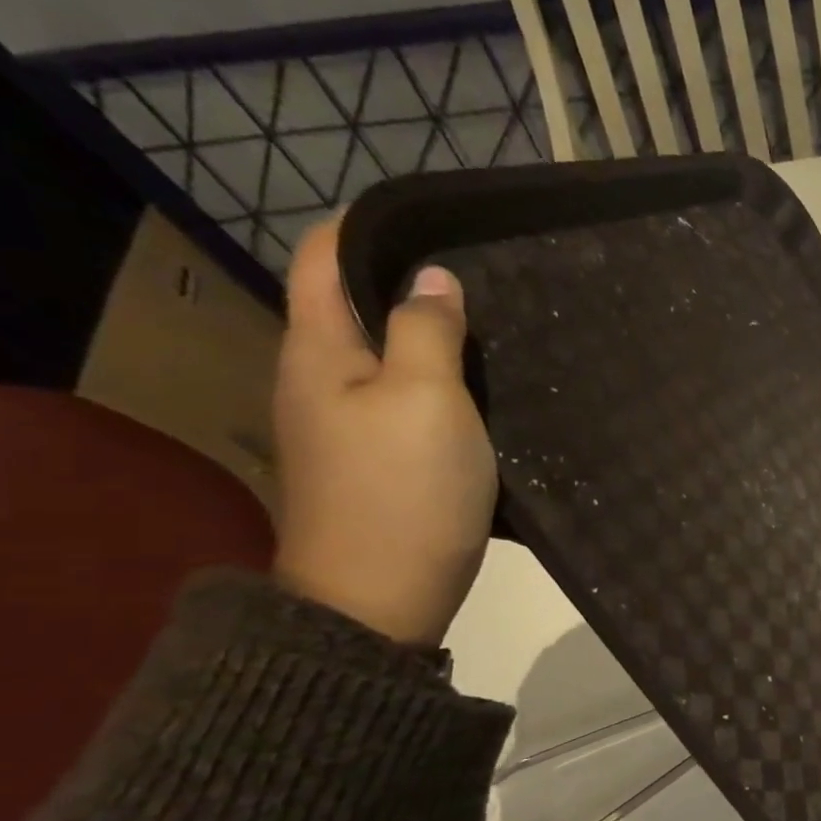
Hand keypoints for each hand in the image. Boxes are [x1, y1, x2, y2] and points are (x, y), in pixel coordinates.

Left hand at [272, 218, 496, 644]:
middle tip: (490, 278)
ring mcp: (350, 426)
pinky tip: (487, 391)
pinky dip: (444, 385)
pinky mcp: (380, 462)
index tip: (441, 223)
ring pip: (391, 357)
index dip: (372, 231)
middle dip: (416, 284)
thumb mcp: (426, 399)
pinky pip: (410, 402)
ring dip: (436, 339)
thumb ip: (429, 332)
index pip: (326, 260)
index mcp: (320, 352)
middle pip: (360, 308)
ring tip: (499, 328)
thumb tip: (433, 280)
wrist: (381, 596)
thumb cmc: (404, 490)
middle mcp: (322, 380)